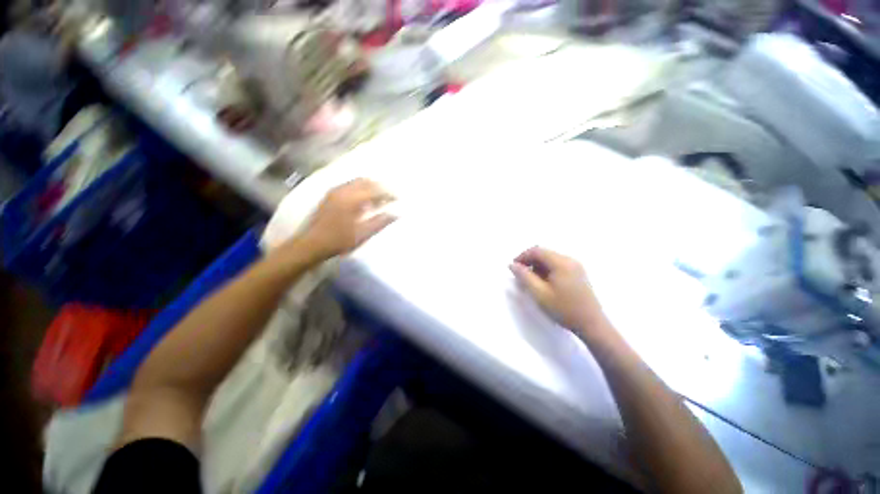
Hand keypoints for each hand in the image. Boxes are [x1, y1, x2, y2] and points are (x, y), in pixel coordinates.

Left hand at [297, 178, 395, 261]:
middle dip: (380, 188)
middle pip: (367, 181)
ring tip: (378, 201)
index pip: (376, 190)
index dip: (389, 194)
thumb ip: (381, 221)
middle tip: (389, 198)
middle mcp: (343, 190)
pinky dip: (361, 190)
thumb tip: (397, 213)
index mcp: (352, 198)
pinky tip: (363, 202)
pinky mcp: (330, 195)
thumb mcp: (363, 233)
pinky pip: (350, 186)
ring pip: (357, 182)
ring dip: (370, 188)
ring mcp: (335, 191)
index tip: (398, 199)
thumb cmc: (339, 240)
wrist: (312, 244)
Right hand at [510, 247, 606, 336]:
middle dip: (529, 262)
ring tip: (531, 281)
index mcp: (561, 262)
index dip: (522, 256)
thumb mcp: (539, 293)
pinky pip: (558, 265)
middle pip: (544, 253)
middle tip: (520, 276)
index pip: (537, 251)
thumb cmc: (564, 309)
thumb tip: (512, 265)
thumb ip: (524, 277)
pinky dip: (547, 270)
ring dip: (538, 266)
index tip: (513, 268)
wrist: (591, 324)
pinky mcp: (578, 273)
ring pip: (550, 259)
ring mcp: (576, 266)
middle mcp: (569, 260)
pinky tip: (544, 283)